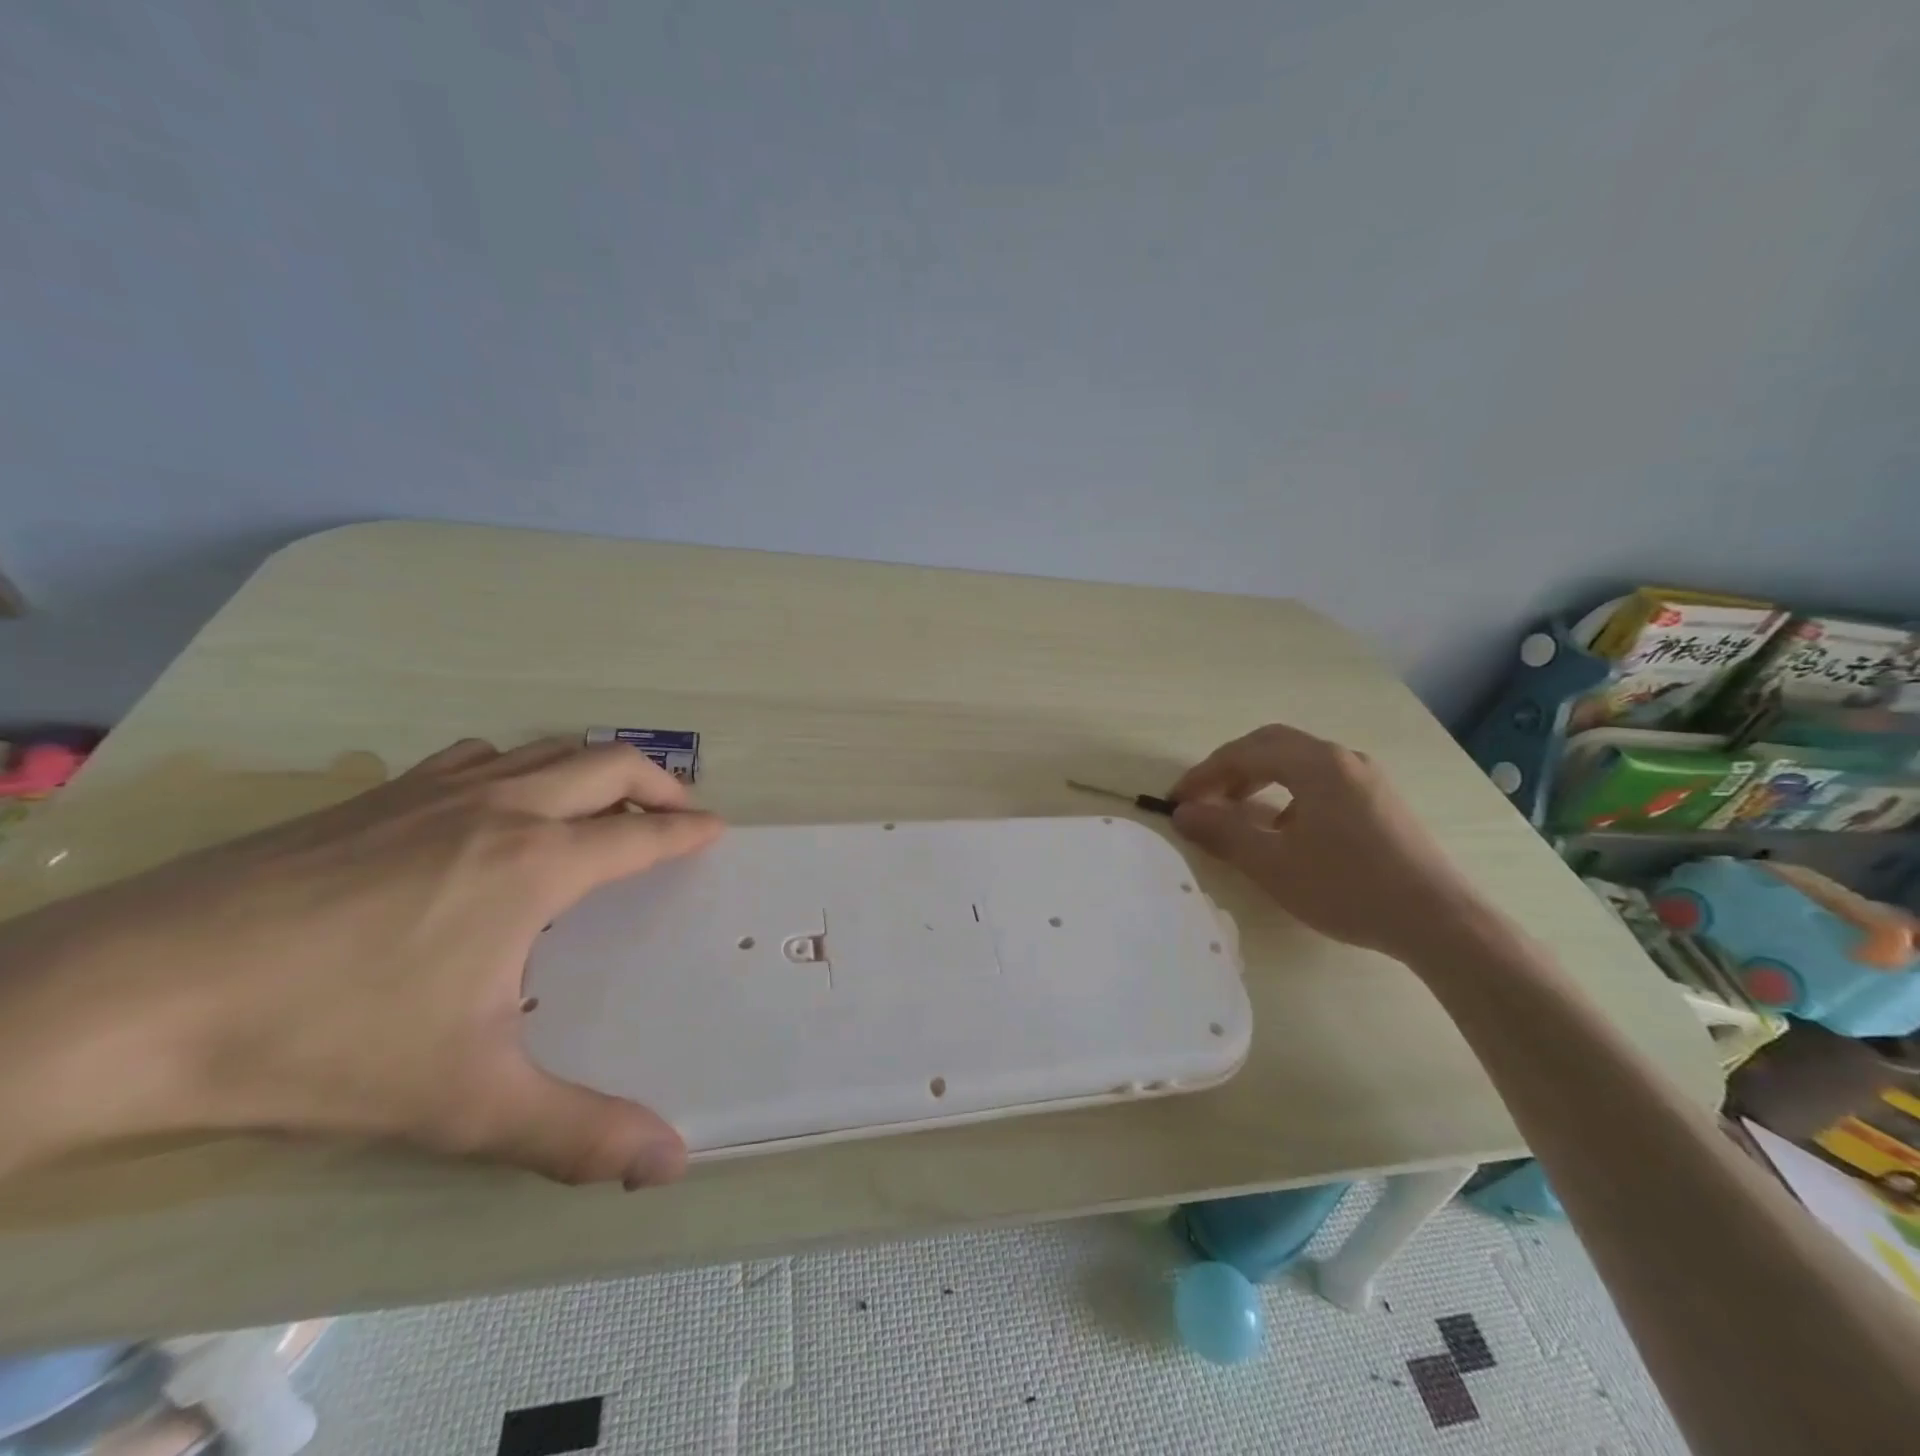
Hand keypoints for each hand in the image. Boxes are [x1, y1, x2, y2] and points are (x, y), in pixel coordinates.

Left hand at [0, 738, 723, 1187]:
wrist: (125, 1002)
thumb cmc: (324, 1042)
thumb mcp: (465, 1104)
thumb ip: (578, 1135)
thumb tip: (672, 1164)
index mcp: (536, 864)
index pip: (642, 832)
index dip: (688, 830)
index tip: (717, 831)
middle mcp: (500, 809)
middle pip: (607, 762)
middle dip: (659, 781)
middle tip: (678, 812)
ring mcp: (432, 792)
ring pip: (543, 749)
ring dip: (590, 766)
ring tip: (601, 804)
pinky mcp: (372, 795)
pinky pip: (478, 757)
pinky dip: (518, 766)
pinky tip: (493, 804)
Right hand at [1169, 722, 1485, 961]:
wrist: (1439, 921)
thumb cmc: (1348, 888)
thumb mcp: (1273, 864)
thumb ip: (1223, 832)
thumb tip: (1183, 813)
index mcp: (1316, 764)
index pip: (1245, 752)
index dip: (1204, 774)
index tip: (1177, 801)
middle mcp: (1342, 759)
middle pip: (1272, 746)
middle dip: (1231, 769)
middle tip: (1205, 799)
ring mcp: (1367, 778)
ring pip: (1299, 762)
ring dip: (1260, 779)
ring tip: (1238, 813)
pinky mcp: (1381, 801)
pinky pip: (1321, 780)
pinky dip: (1289, 792)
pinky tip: (1286, 830)